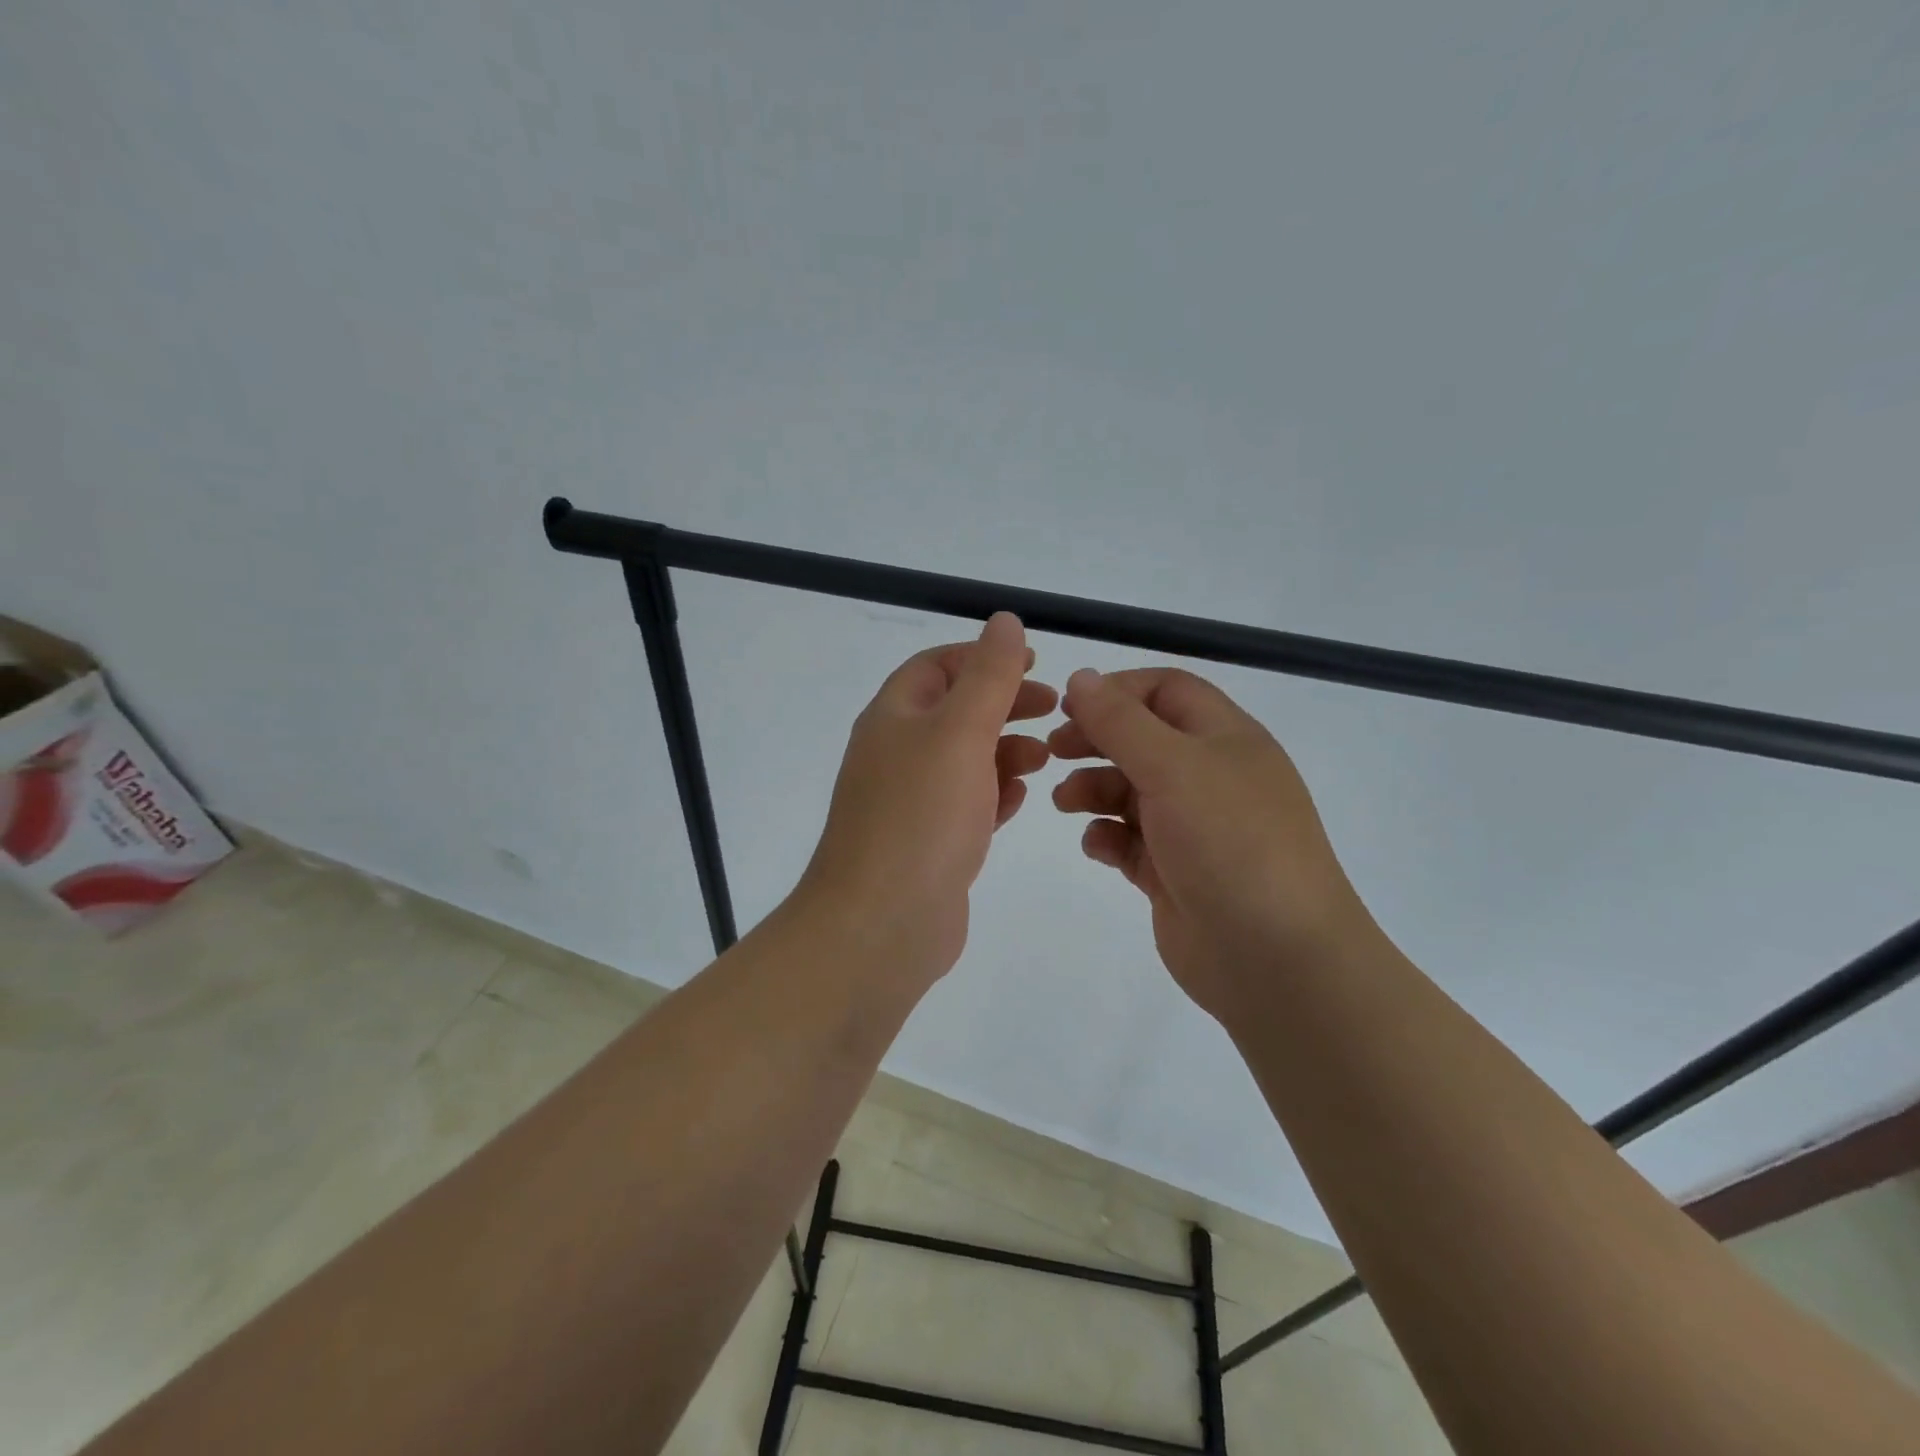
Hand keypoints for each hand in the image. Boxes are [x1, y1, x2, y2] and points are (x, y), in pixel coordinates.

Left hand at [797, 612, 1055, 986]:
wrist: (881, 922)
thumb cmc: (922, 815)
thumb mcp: (960, 731)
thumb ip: (988, 675)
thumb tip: (1004, 621)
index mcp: (893, 717)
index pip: (936, 666)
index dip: (983, 657)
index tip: (1034, 664)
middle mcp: (895, 754)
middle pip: (954, 712)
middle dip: (1004, 705)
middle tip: (1054, 711)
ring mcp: (909, 802)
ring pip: (964, 760)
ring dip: (1005, 750)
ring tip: (1046, 757)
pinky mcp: (927, 843)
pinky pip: (966, 804)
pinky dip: (995, 794)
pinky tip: (1021, 799)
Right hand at [1049, 667, 1372, 1021]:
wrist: (1274, 958)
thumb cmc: (1230, 843)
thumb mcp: (1174, 767)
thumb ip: (1120, 721)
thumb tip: (1080, 677)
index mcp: (1224, 739)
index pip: (1166, 690)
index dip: (1117, 690)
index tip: (1069, 707)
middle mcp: (1210, 777)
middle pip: (1141, 739)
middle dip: (1096, 740)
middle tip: (1054, 750)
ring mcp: (1192, 827)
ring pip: (1129, 790)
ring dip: (1092, 788)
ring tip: (1063, 802)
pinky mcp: (1173, 872)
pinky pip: (1129, 840)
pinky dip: (1106, 836)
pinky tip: (1096, 846)